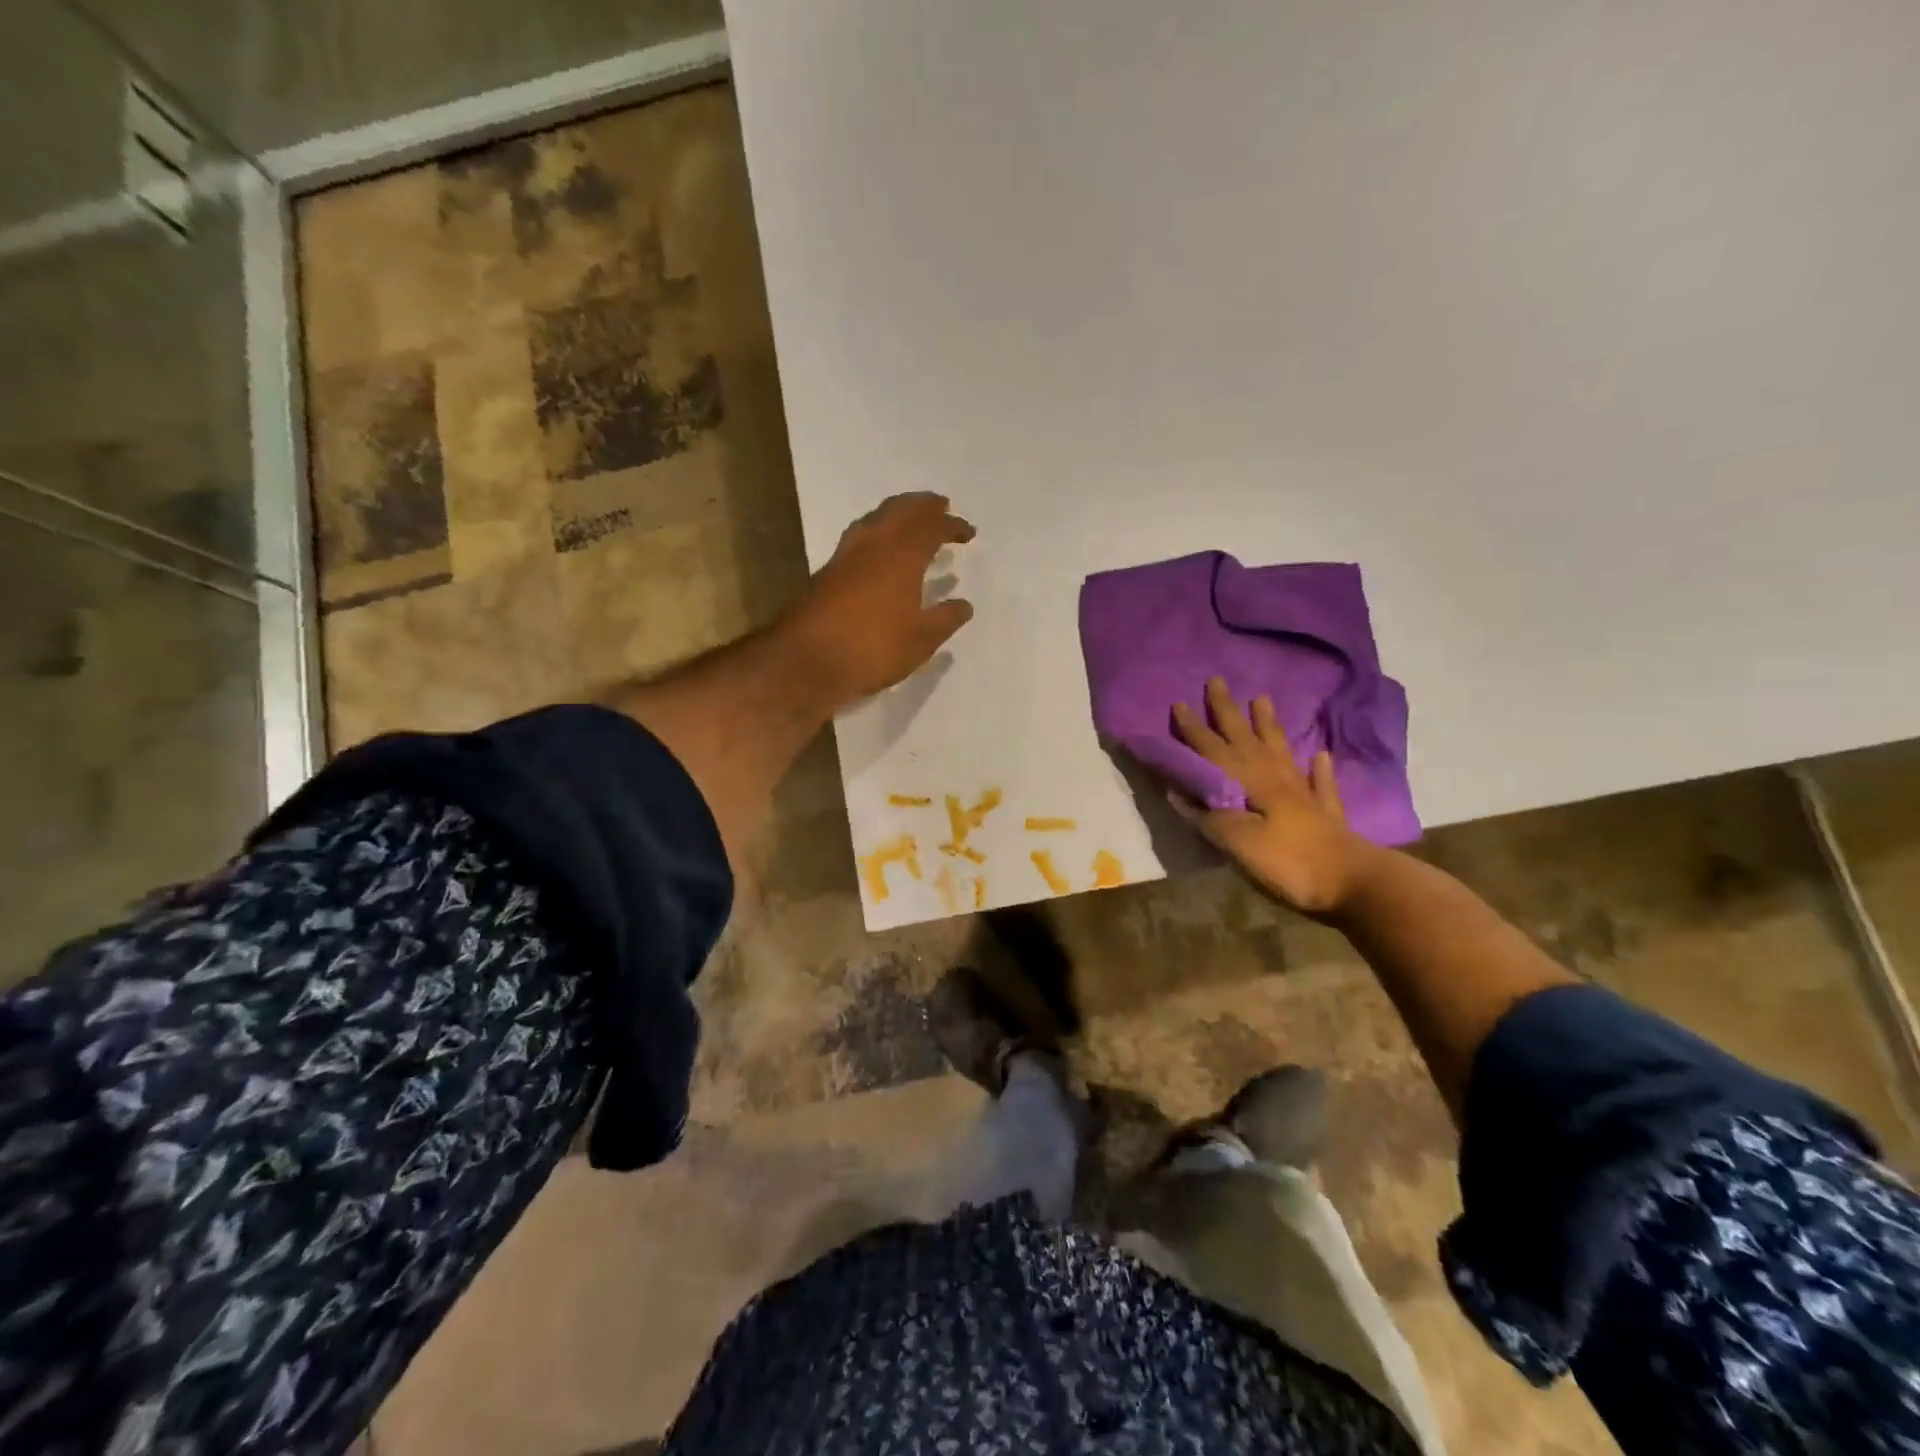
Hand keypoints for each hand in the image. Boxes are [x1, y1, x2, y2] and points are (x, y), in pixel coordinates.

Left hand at [784, 492, 976, 704]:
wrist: (807, 660)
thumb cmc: (873, 648)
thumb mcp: (921, 640)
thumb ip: (945, 619)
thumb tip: (964, 604)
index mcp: (902, 554)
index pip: (932, 527)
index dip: (952, 526)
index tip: (968, 533)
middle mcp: (874, 543)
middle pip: (901, 510)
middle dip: (923, 506)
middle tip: (940, 506)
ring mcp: (846, 554)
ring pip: (876, 518)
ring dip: (897, 512)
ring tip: (911, 520)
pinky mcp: (828, 570)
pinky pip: (860, 536)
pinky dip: (878, 531)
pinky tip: (879, 549)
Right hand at [1168, 678, 1384, 917]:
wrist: (1352, 882)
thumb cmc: (1288, 862)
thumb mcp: (1237, 843)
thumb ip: (1208, 817)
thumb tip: (1177, 793)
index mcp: (1250, 784)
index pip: (1213, 751)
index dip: (1194, 729)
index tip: (1179, 703)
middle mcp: (1275, 779)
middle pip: (1246, 740)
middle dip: (1228, 712)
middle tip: (1217, 682)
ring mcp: (1303, 793)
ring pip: (1281, 751)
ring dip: (1269, 726)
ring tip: (1262, 700)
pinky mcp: (1325, 813)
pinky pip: (1319, 783)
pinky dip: (1317, 768)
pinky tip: (1319, 755)